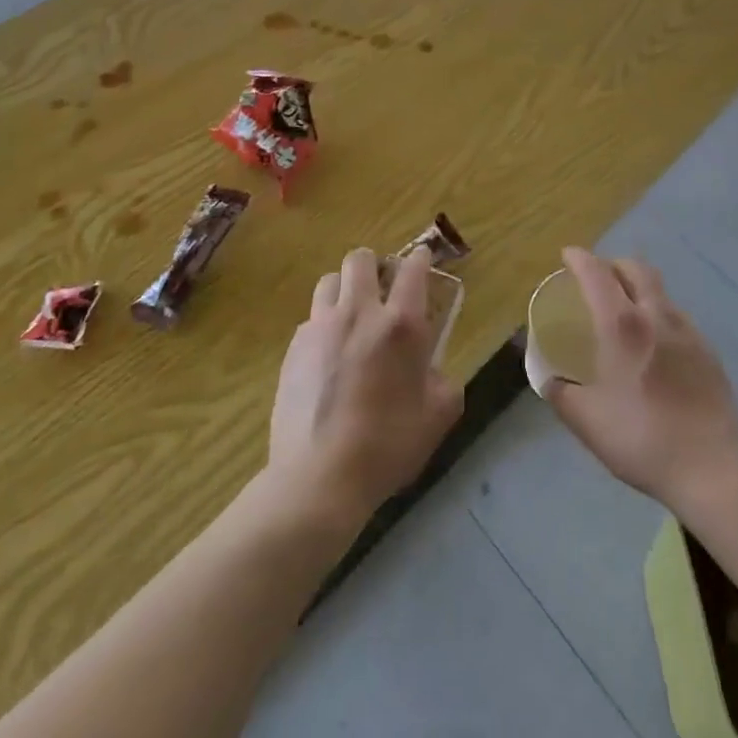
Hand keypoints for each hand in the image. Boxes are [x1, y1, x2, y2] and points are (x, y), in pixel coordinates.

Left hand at [266, 247, 463, 529]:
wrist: (318, 478)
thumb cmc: (386, 447)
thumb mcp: (437, 417)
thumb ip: (443, 381)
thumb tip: (432, 369)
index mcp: (400, 324)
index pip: (412, 269)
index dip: (419, 258)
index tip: (421, 259)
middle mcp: (359, 312)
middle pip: (361, 260)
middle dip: (374, 266)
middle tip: (381, 290)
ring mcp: (321, 327)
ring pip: (329, 281)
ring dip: (343, 290)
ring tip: (350, 316)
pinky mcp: (294, 348)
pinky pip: (311, 319)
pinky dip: (323, 326)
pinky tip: (327, 356)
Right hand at [544, 246, 737, 513]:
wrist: (714, 467)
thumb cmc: (643, 439)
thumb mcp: (587, 422)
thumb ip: (561, 394)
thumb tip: (549, 380)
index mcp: (622, 325)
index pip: (597, 273)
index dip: (579, 259)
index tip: (567, 256)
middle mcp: (656, 316)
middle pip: (635, 269)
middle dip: (613, 264)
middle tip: (598, 278)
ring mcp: (688, 331)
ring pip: (660, 291)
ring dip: (639, 288)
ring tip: (627, 310)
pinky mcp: (709, 351)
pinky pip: (678, 317)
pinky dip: (659, 314)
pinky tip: (656, 344)